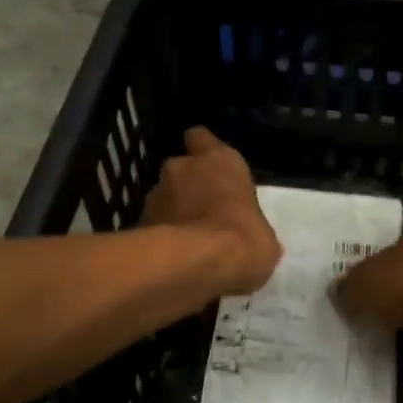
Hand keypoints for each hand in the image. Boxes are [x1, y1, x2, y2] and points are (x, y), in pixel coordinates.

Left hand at [142, 128, 281, 295]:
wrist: (195, 264)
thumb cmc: (242, 240)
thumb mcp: (264, 238)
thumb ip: (251, 226)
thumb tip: (251, 240)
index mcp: (220, 161)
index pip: (202, 138)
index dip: (205, 152)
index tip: (212, 169)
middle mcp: (183, 167)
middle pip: (182, 168)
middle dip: (188, 185)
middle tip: (202, 210)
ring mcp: (156, 193)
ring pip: (164, 196)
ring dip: (173, 211)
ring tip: (186, 239)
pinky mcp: (139, 221)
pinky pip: (152, 224)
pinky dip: (160, 235)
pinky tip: (173, 256)